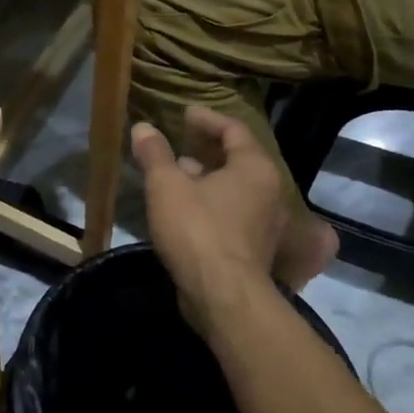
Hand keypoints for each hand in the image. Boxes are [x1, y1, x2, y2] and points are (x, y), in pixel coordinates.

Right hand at [132, 108, 334, 333]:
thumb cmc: (198, 230)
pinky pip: (237, 215)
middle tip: (181, 144)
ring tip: (178, 176)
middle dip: (208, 150)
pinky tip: (189, 211)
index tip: (185, 115)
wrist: (224, 297)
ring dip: (209, 179)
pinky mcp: (258, 251)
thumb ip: (155, 154)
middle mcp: (270, 193)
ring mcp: (268, 225)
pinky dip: (215, 204)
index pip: (234, 130)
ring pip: (238, 190)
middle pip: (240, 160)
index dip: (208, 119)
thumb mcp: (166, 186)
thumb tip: (143, 128)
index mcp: (254, 169)